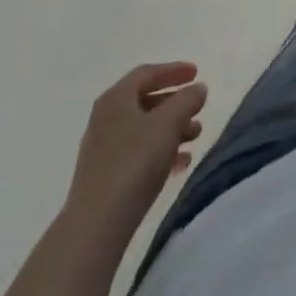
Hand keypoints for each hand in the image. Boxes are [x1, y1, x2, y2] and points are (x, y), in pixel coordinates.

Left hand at [64, 62, 207, 238]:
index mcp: (116, 98)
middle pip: (145, 101)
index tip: (197, 73)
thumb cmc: (134, 162)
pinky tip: (179, 164)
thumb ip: (187, 100)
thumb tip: (198, 89)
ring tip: (195, 137)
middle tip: (198, 108)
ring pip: (143, 129)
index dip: (174, 70)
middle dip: (175, 103)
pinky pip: (137, 153)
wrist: (96, 226)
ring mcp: (102, 150)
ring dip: (171, 129)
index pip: (147, 73)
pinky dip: (160, 151)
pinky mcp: (104, 177)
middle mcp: (105, 119)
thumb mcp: (169, 123)